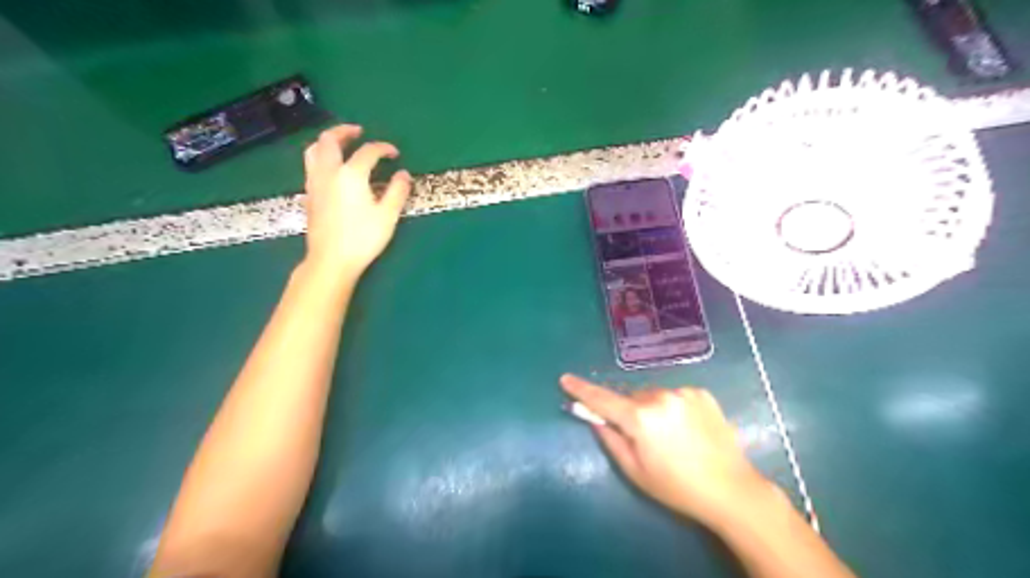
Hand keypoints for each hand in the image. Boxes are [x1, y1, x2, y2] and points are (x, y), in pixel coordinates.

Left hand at [302, 123, 410, 277]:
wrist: (331, 260)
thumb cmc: (362, 238)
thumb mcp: (387, 216)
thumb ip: (397, 191)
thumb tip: (403, 174)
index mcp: (351, 175)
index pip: (368, 151)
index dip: (383, 148)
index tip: (395, 154)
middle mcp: (329, 172)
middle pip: (330, 140)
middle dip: (345, 131)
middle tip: (358, 131)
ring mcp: (315, 183)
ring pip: (313, 150)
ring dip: (327, 141)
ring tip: (340, 144)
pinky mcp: (309, 195)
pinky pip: (310, 165)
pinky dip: (321, 157)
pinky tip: (332, 169)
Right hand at [564, 376, 772, 527]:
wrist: (731, 490)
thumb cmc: (676, 487)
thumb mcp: (635, 471)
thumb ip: (610, 439)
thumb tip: (596, 418)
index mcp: (641, 418)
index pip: (602, 399)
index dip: (581, 390)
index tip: (565, 379)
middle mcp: (660, 397)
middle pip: (631, 397)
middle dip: (629, 411)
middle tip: (641, 437)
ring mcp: (684, 392)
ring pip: (654, 395)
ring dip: (652, 408)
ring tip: (671, 436)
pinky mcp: (702, 393)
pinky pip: (675, 395)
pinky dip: (673, 407)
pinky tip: (687, 428)